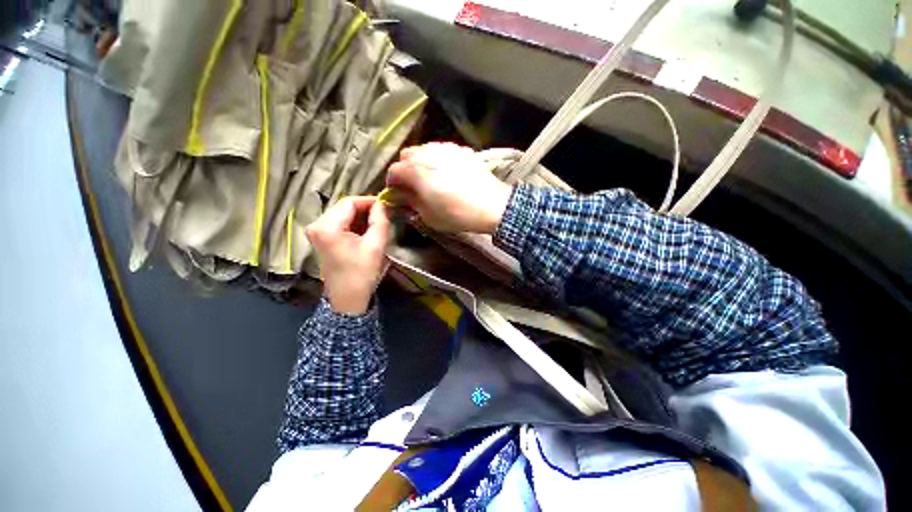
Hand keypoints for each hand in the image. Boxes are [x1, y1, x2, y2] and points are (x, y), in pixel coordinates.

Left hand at [306, 197, 390, 314]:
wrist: (348, 298)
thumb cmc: (362, 273)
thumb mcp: (375, 246)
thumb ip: (380, 221)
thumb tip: (382, 204)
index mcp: (327, 227)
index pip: (350, 202)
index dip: (370, 201)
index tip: (387, 206)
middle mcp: (317, 225)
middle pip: (345, 207)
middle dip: (366, 209)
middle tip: (385, 215)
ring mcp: (317, 231)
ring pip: (344, 214)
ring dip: (362, 217)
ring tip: (378, 224)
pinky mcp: (322, 238)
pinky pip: (341, 223)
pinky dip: (355, 224)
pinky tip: (367, 231)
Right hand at [386, 143, 512, 233]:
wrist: (492, 205)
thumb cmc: (457, 214)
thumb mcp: (428, 216)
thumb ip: (410, 202)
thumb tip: (399, 196)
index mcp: (416, 170)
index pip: (394, 171)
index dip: (392, 184)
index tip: (398, 194)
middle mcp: (428, 153)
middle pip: (407, 155)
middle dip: (405, 169)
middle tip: (413, 186)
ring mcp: (447, 148)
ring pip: (424, 150)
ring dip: (421, 162)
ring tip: (430, 178)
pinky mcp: (462, 150)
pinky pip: (442, 151)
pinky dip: (438, 160)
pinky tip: (447, 173)